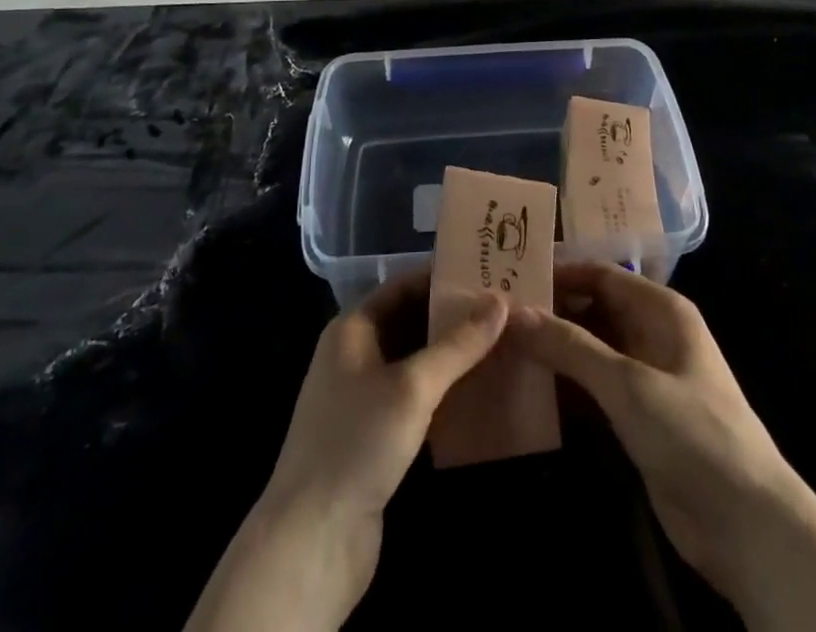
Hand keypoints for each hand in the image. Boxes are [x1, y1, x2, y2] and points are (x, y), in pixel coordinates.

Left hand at [186, 271, 507, 631]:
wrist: (311, 541)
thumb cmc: (357, 443)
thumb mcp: (412, 386)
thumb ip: (458, 344)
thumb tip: (500, 300)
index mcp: (352, 329)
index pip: (403, 286)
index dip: (443, 278)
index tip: (487, 274)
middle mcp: (355, 354)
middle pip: (410, 321)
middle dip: (454, 317)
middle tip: (504, 310)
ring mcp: (363, 397)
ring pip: (415, 361)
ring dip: (452, 355)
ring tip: (501, 344)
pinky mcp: (375, 436)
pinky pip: (415, 397)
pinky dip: (443, 390)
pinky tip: (479, 391)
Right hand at [507, 263, 815, 631]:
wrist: (748, 524)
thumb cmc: (693, 433)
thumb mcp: (628, 384)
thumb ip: (570, 346)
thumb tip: (514, 312)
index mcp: (661, 309)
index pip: (600, 274)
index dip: (558, 272)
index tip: (510, 276)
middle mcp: (652, 332)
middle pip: (593, 308)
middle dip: (551, 311)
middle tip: (498, 314)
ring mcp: (647, 376)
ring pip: (591, 348)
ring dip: (555, 349)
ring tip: (502, 346)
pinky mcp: (639, 416)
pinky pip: (595, 386)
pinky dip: (566, 384)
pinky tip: (529, 388)